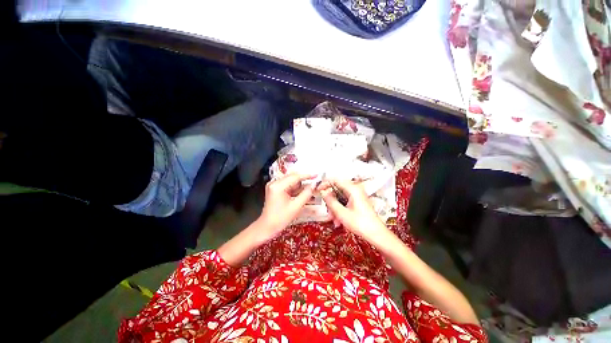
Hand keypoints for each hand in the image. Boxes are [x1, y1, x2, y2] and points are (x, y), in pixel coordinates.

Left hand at [258, 173, 315, 238]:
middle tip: (314, 183)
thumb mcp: (296, 206)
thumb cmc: (280, 218)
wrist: (267, 227)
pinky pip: (287, 185)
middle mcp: (274, 183)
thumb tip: (314, 185)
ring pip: (290, 181)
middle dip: (303, 180)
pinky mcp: (275, 189)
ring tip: (310, 189)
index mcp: (278, 186)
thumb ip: (306, 194)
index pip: (295, 177)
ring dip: (300, 185)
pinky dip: (295, 189)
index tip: (316, 175)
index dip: (307, 176)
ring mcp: (273, 186)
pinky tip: (302, 192)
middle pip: (292, 177)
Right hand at [320, 179, 389, 244]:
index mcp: (353, 189)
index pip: (335, 179)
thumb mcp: (342, 213)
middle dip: (330, 201)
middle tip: (328, 211)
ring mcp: (356, 195)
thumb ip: (330, 201)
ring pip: (339, 197)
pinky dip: (340, 210)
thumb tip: (323, 192)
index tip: (318, 190)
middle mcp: (355, 190)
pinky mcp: (357, 201)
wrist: (376, 234)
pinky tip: (338, 221)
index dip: (325, 183)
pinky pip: (344, 202)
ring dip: (334, 208)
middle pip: (337, 190)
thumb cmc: (361, 224)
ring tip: (334, 220)